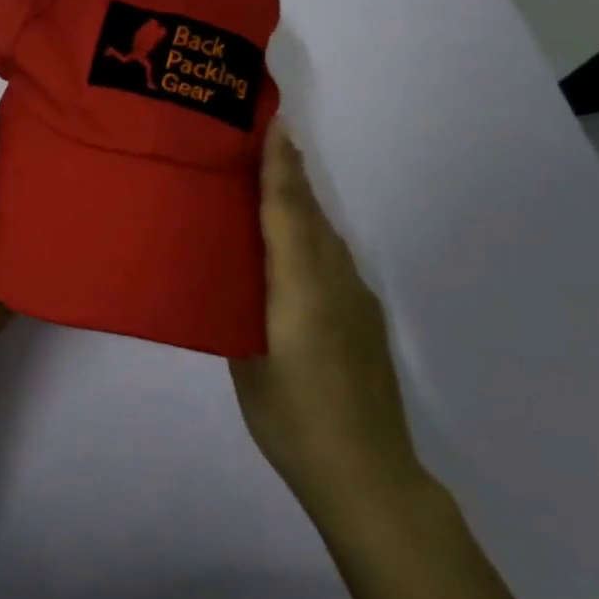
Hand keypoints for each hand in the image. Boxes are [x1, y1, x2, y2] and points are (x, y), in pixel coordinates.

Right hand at [230, 121, 422, 518]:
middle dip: (289, 174)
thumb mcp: (247, 363)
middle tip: (258, 142)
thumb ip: (240, 310)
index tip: (273, 124)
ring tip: (267, 185)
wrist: (368, 475)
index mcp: (301, 287)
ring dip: (299, 204)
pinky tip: (291, 250)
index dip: (279, 166)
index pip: (288, 211)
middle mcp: (335, 281)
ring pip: (324, 236)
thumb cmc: (293, 421)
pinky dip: (309, 237)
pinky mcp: (364, 318)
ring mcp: (356, 299)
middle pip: (310, 214)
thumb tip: (231, 279)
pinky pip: (332, 259)